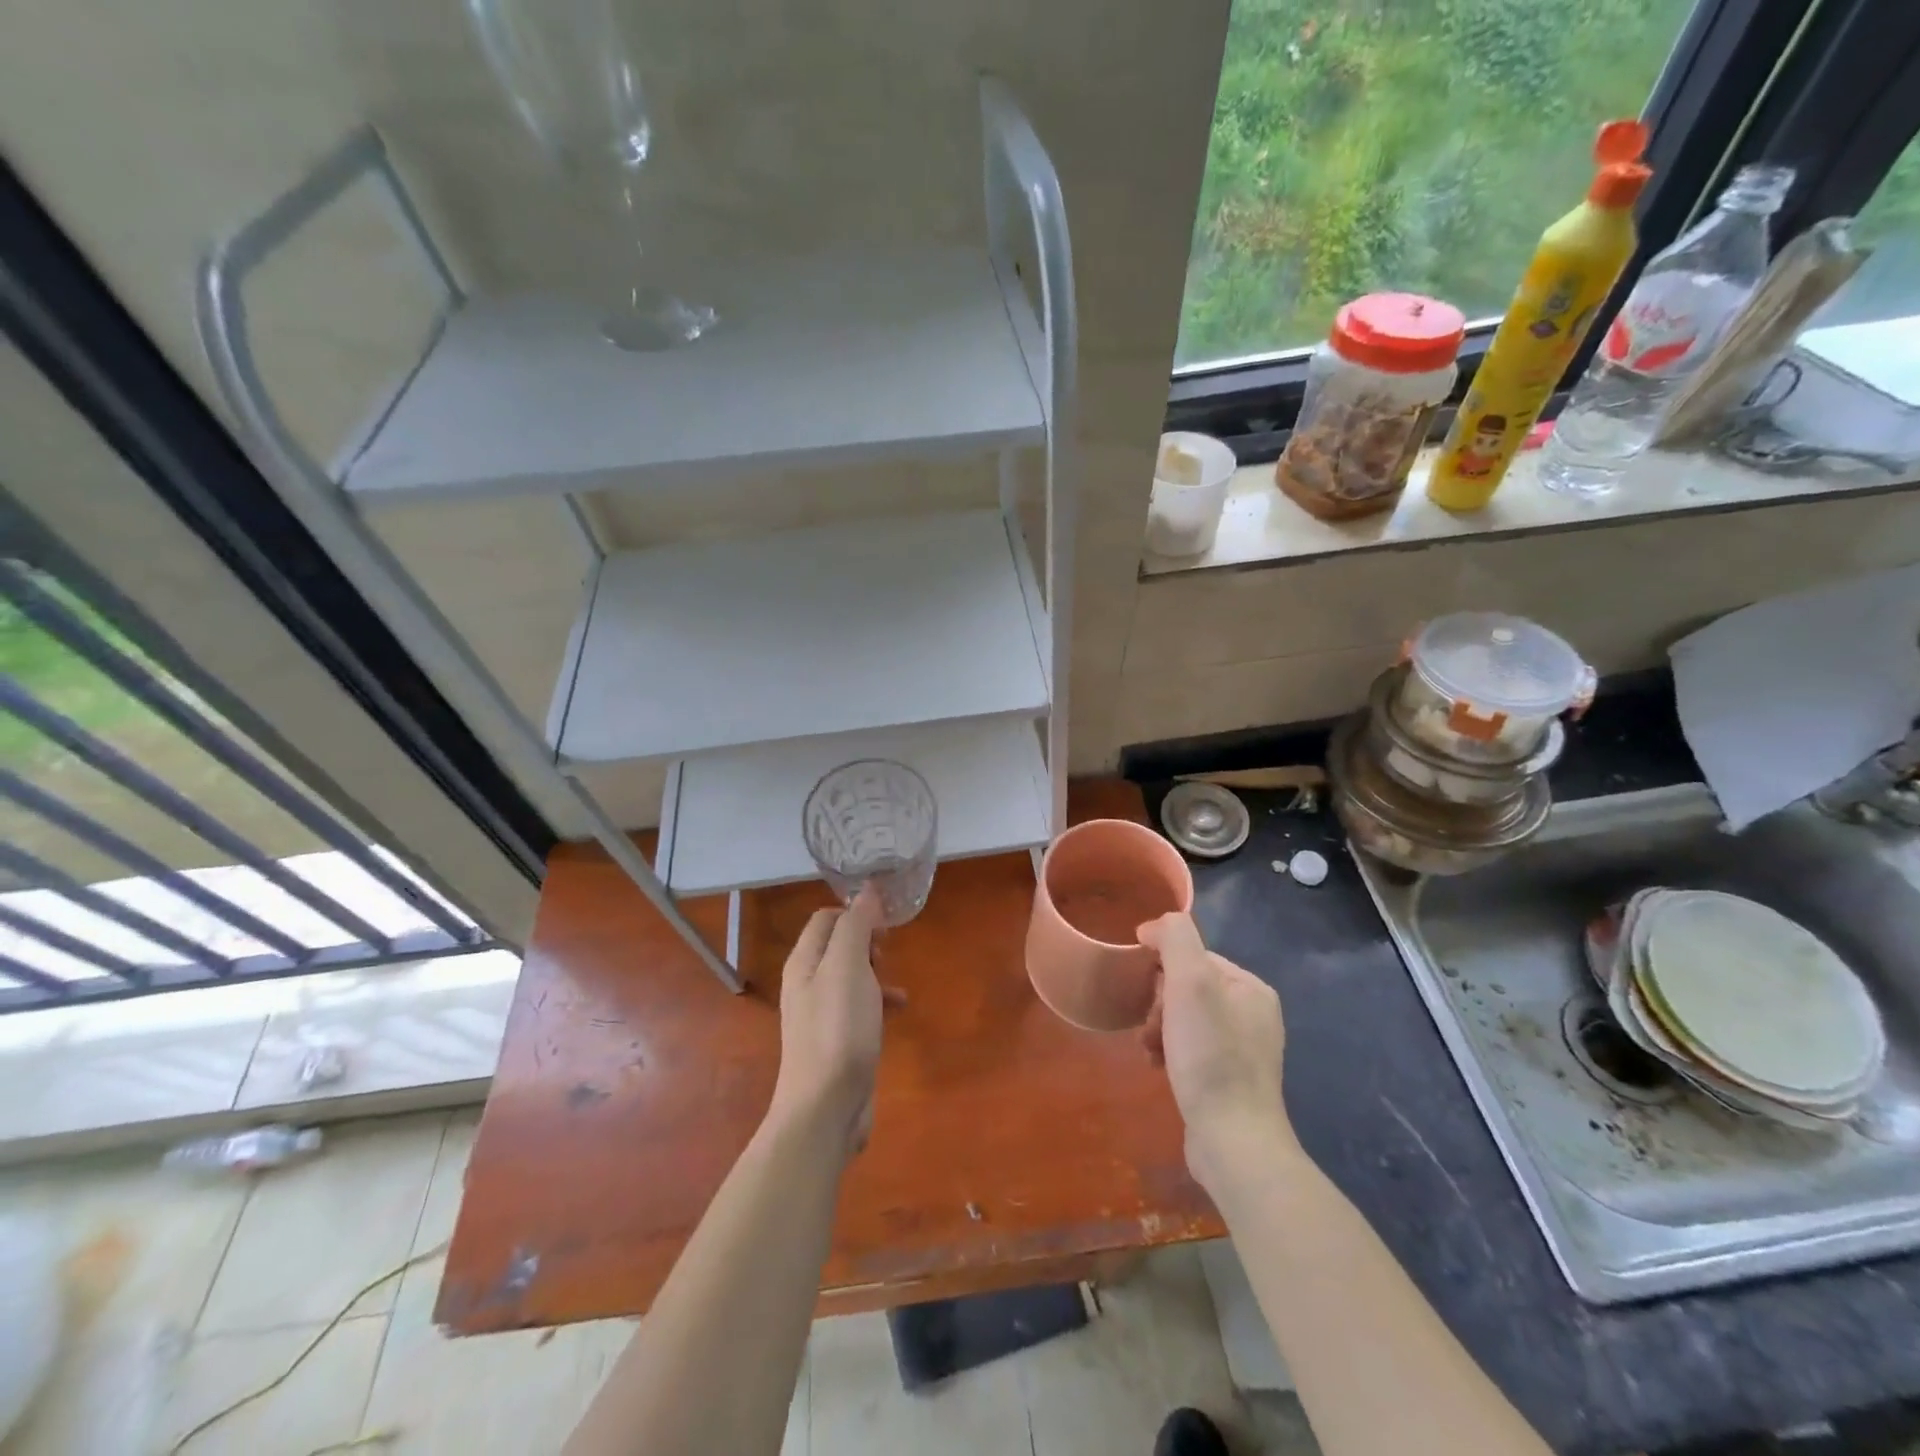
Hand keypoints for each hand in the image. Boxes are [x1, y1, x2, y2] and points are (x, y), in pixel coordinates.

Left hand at [770, 888, 886, 1156]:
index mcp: (804, 962)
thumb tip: (867, 891)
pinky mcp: (838, 1040)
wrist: (826, 1108)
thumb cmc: (838, 1029)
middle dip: (866, 940)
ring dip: (875, 969)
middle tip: (888, 950)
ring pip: (851, 975)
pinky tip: (899, 1009)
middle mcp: (808, 983)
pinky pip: (859, 1006)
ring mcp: (822, 1014)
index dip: (855, 912)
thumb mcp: (848, 968)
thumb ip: (856, 926)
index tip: (885, 923)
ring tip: (895, 978)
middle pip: (837, 944)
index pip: (826, 918)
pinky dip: (879, 999)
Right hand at [1138, 913, 1296, 1193]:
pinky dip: (1169, 1053)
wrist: (1233, 1142)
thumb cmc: (1210, 1056)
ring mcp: (1245, 1052)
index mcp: (1251, 989)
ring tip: (1148, 1051)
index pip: (1194, 957)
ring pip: (1185, 1020)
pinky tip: (1157, 1068)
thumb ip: (1175, 938)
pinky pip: (1191, 1050)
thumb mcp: (1191, 982)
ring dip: (1159, 1029)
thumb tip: (1153, 926)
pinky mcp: (1230, 1083)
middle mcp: (1254, 1016)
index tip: (1145, 993)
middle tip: (1149, 1027)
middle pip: (1188, 989)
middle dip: (1159, 1004)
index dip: (1162, 970)